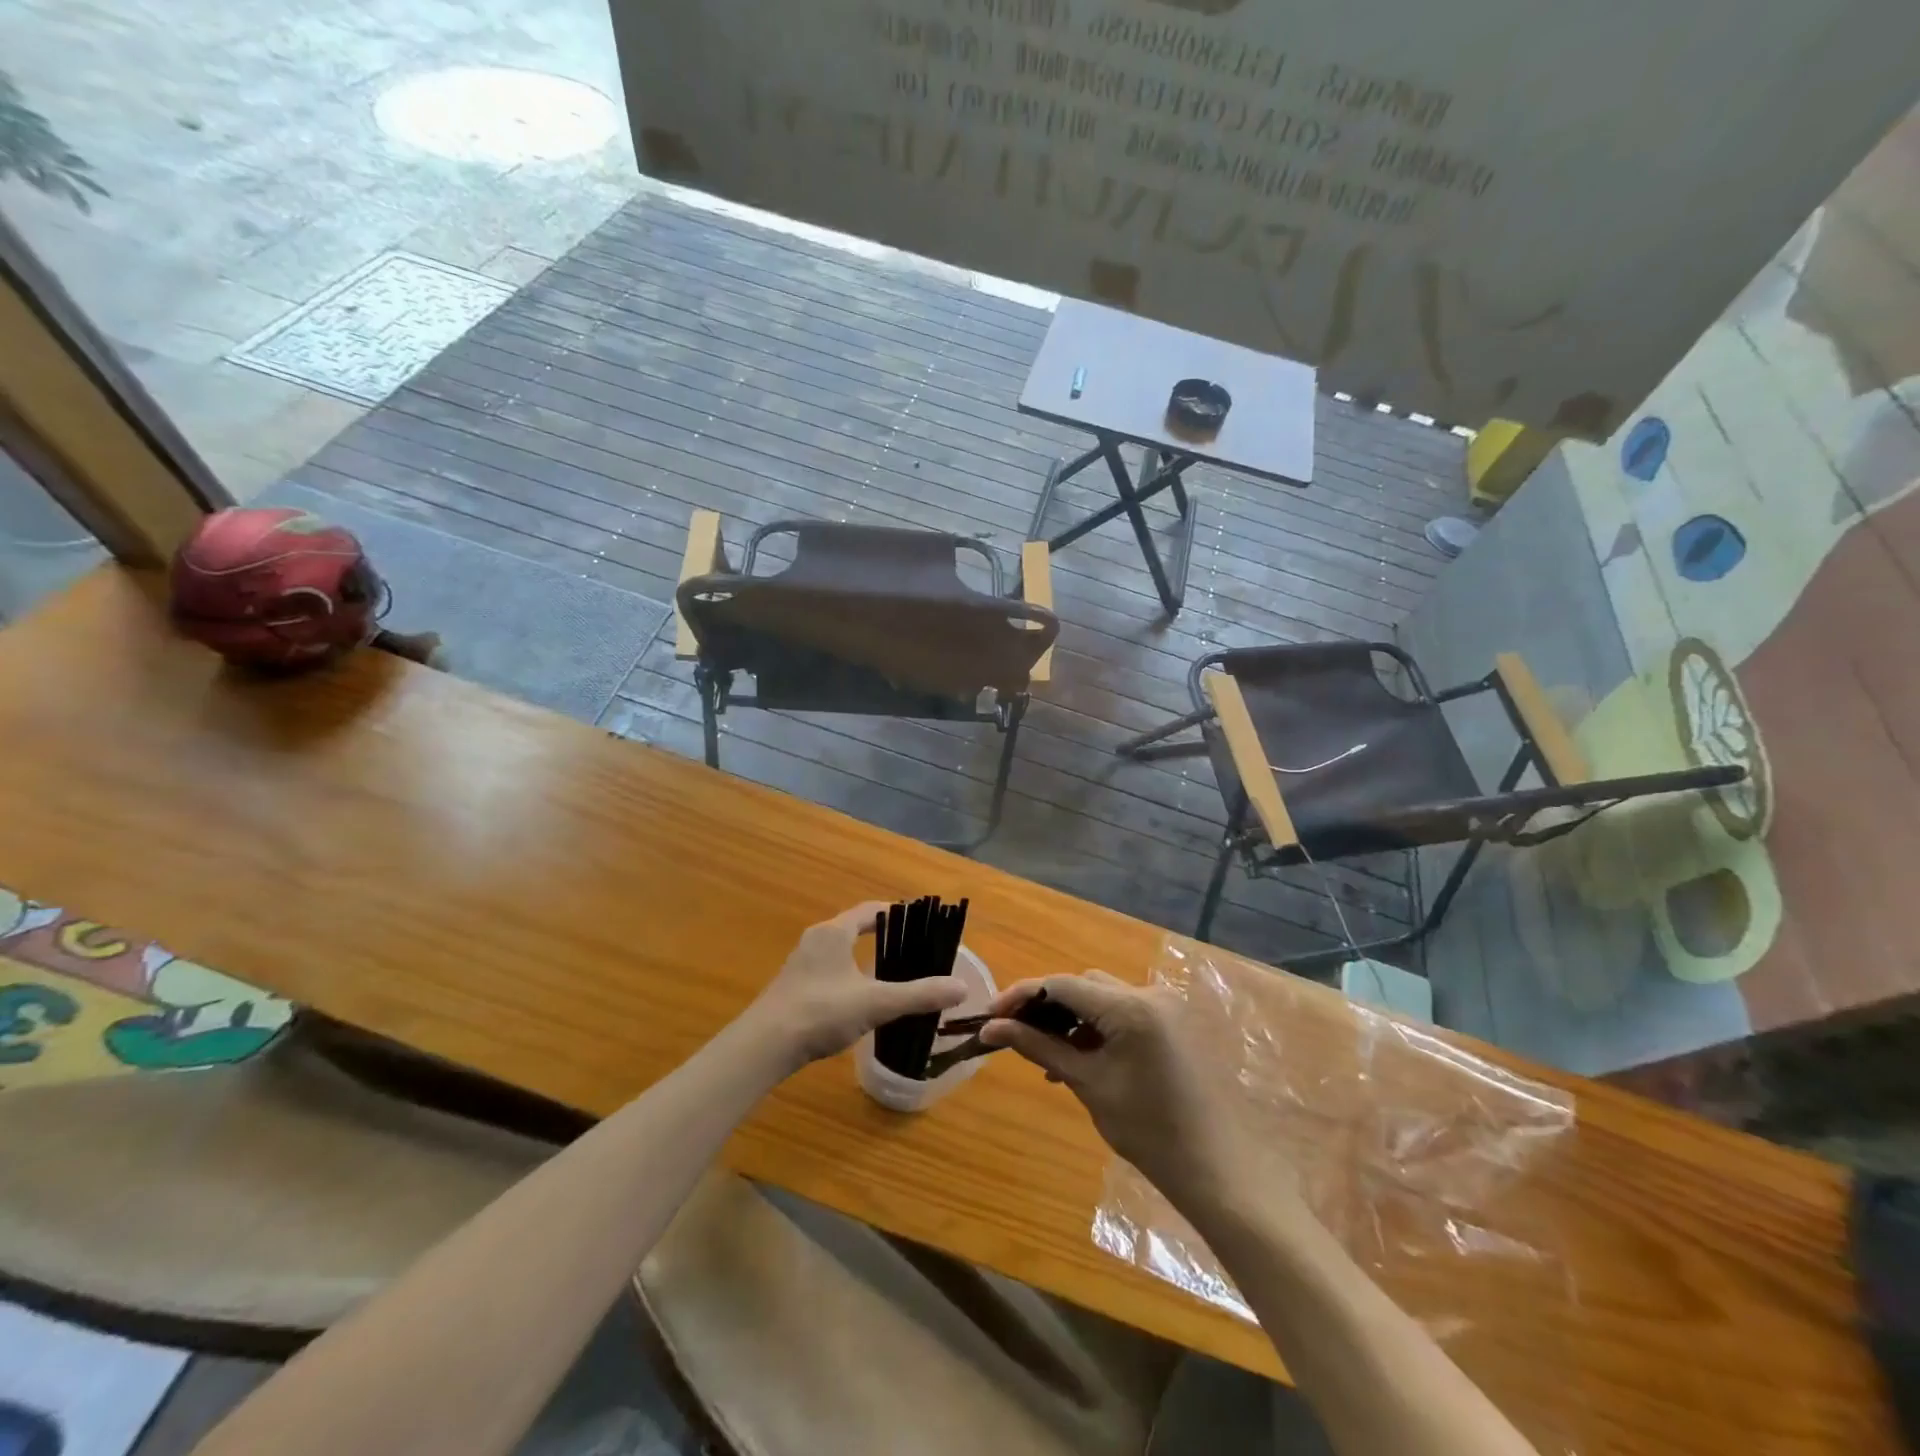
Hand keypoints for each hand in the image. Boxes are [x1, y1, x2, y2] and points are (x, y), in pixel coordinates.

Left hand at [747, 902, 967, 1068]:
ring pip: (838, 952)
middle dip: (880, 935)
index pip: (869, 911)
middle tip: (909, 947)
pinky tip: (857, 1000)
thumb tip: (961, 987)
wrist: (764, 1046)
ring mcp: (799, 965)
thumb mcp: (877, 1003)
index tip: (918, 920)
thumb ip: (919, 995)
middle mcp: (815, 940)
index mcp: (834, 932)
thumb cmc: (821, 1012)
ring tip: (888, 973)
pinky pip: (826, 972)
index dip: (894, 912)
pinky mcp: (791, 988)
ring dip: (861, 957)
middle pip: (852, 928)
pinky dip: (846, 977)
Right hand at [979, 971, 1252, 1211]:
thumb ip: (1040, 1048)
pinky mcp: (1173, 1024)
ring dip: (1071, 1018)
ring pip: (1102, 997)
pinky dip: (1097, 1028)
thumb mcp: (1088, 1084)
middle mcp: (1150, 993)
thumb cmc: (1150, 1132)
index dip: (1020, 996)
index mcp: (1130, 1006)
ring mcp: (1165, 1007)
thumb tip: (992, 1028)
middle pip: (1083, 985)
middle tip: (1014, 1035)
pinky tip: (1079, 1059)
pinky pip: (1123, 1013)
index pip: (1062, 985)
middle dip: (1046, 1006)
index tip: (988, 1016)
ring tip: (1046, 1055)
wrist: (1219, 1170)